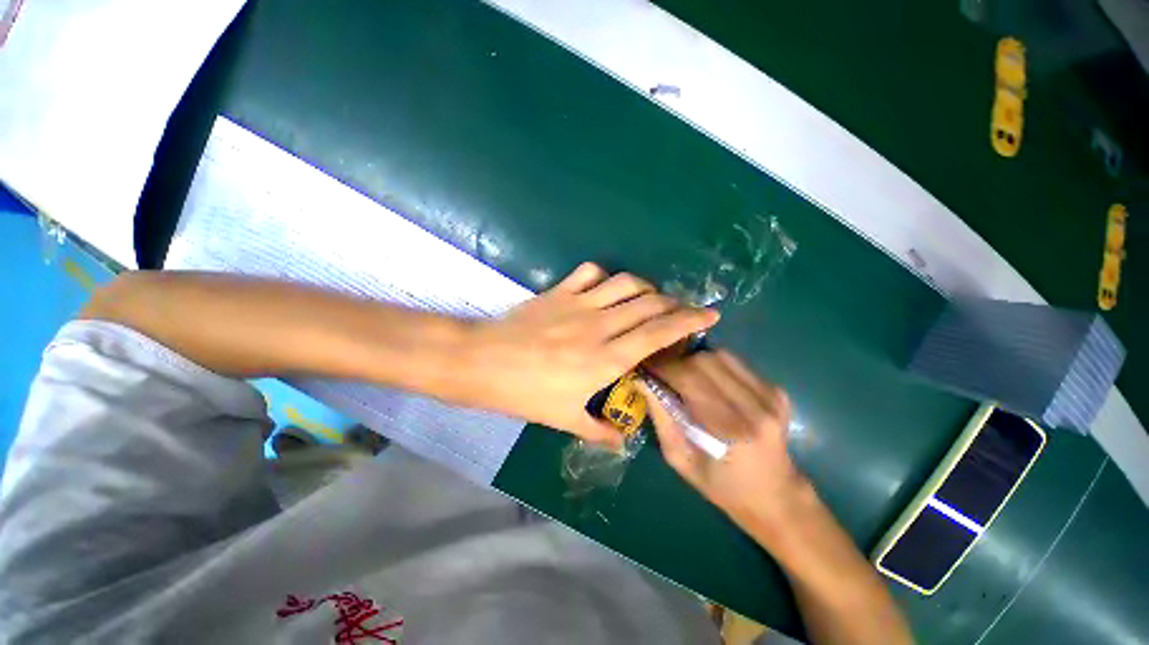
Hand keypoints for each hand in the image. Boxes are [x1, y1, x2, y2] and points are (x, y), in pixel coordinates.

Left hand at [461, 263, 718, 445]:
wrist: (481, 362)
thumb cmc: (523, 393)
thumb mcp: (562, 418)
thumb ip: (598, 430)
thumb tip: (622, 440)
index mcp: (605, 359)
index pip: (659, 333)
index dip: (688, 321)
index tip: (710, 315)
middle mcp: (599, 326)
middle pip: (649, 303)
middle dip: (674, 303)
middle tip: (681, 311)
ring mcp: (578, 304)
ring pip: (626, 283)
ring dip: (645, 287)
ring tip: (649, 299)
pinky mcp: (559, 291)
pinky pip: (591, 272)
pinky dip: (606, 277)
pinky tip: (607, 289)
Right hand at [641, 350, 809, 534]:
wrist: (777, 496)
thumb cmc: (722, 486)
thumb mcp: (681, 460)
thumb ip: (661, 418)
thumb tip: (642, 381)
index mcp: (732, 430)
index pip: (690, 378)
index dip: (663, 367)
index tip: (645, 367)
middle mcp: (756, 407)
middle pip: (704, 361)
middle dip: (676, 362)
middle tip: (660, 371)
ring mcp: (771, 395)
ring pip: (720, 355)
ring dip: (694, 360)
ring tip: (681, 375)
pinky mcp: (776, 390)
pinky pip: (735, 363)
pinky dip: (713, 365)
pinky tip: (706, 380)